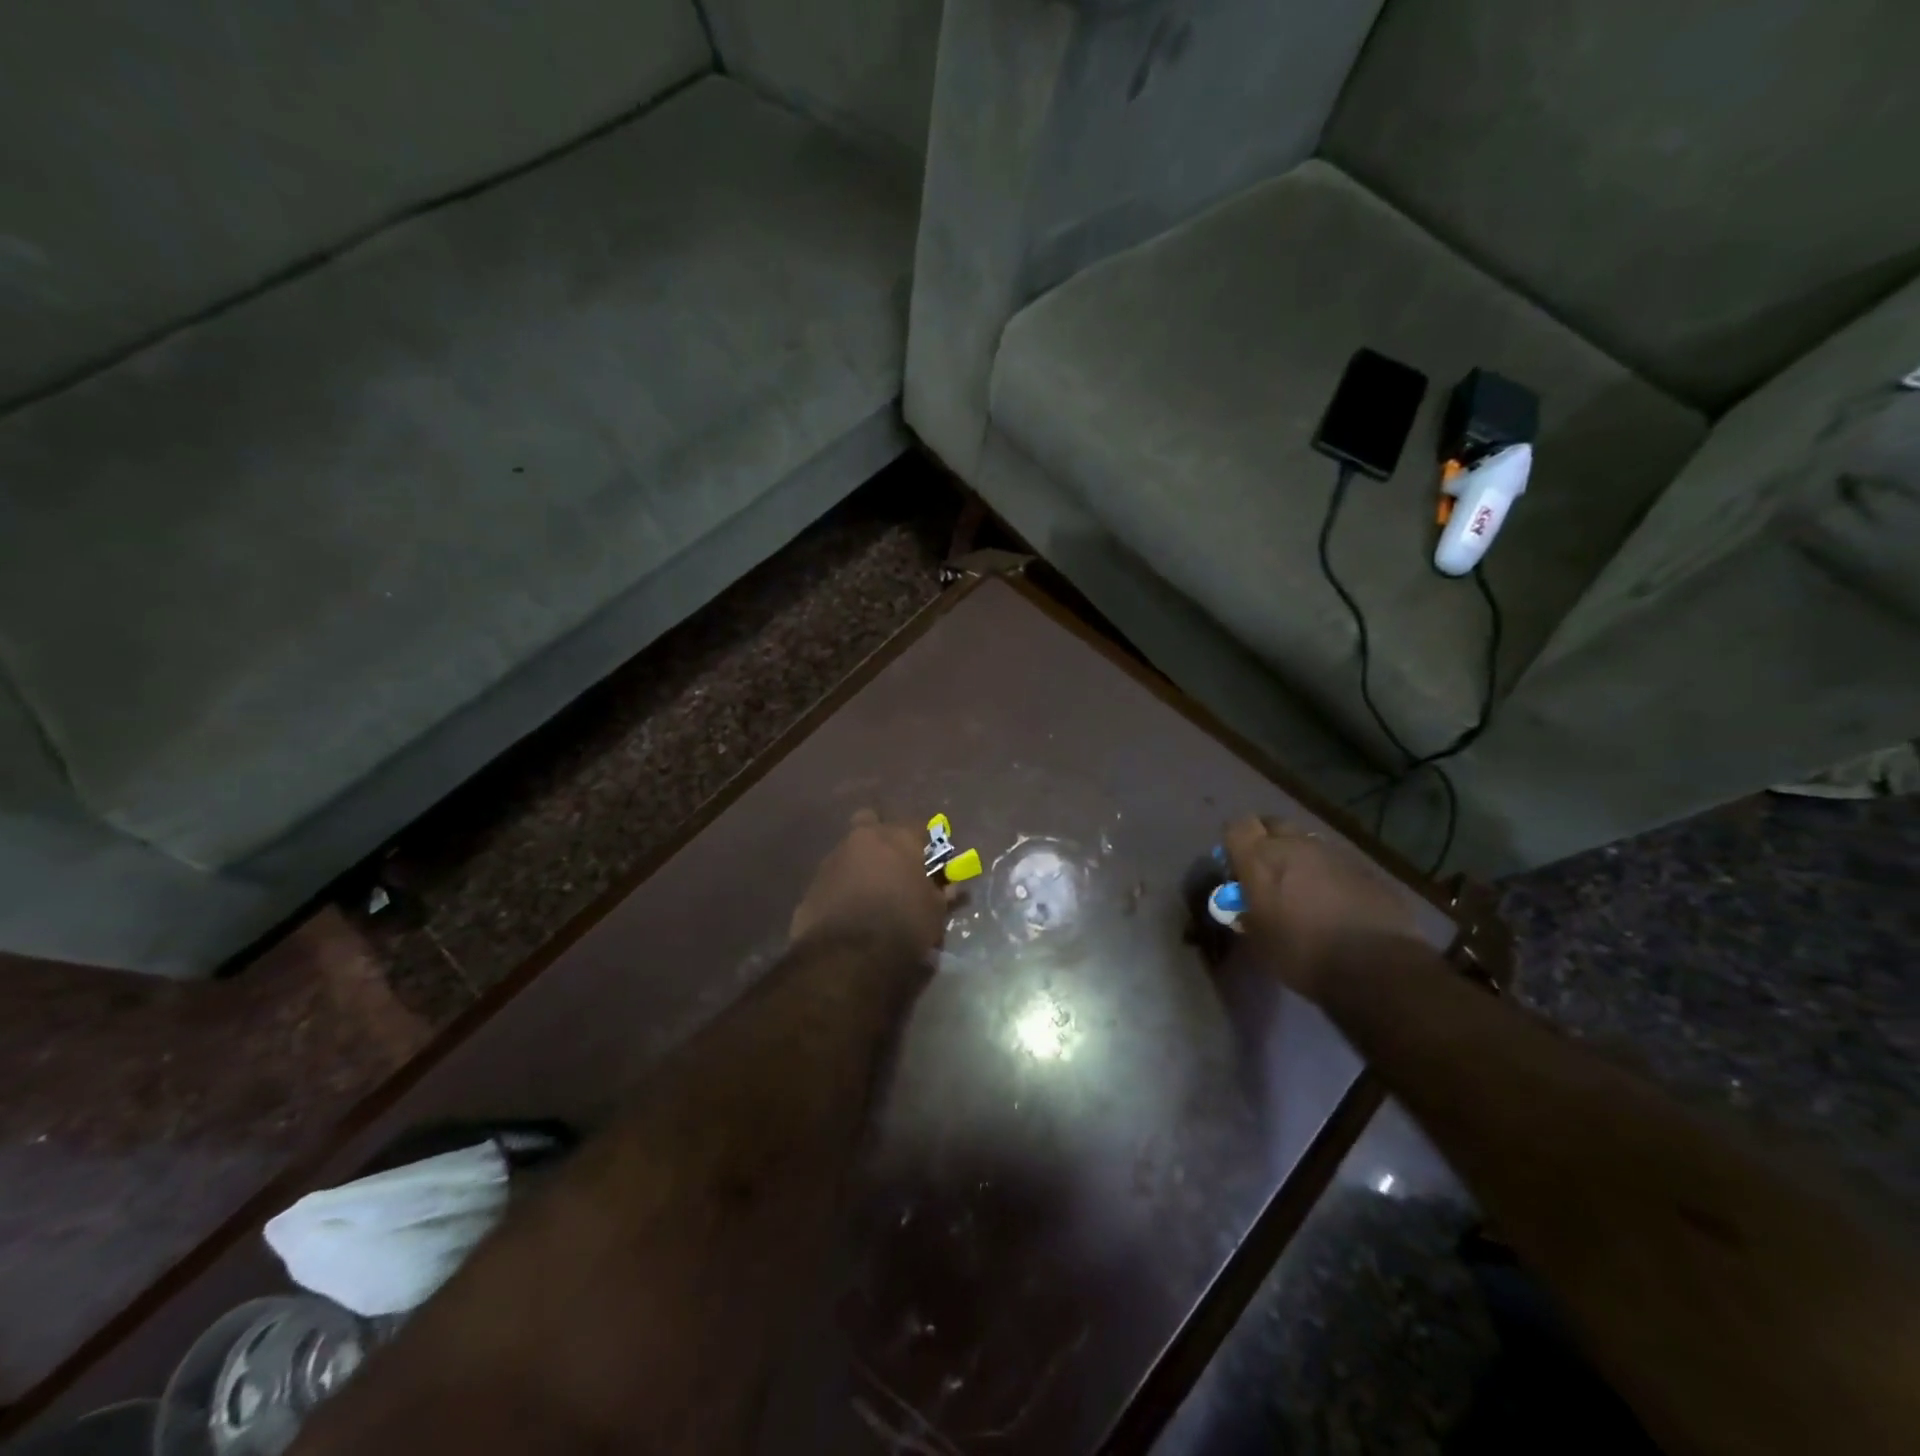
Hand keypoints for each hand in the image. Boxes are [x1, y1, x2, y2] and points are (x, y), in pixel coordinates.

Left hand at [791, 810, 949, 956]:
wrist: (847, 956)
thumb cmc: (902, 926)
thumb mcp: (934, 912)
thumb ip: (941, 893)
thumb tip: (950, 887)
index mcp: (899, 838)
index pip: (919, 828)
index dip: (925, 845)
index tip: (929, 864)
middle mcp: (864, 839)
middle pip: (872, 821)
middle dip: (882, 837)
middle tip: (893, 865)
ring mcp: (834, 858)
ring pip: (850, 850)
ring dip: (861, 864)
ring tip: (871, 894)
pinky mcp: (813, 883)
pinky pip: (834, 877)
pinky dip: (843, 887)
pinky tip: (850, 910)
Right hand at [1224, 815, 1417, 997]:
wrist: (1376, 966)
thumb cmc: (1302, 952)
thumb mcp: (1259, 941)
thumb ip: (1248, 915)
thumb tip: (1245, 909)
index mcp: (1261, 859)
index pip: (1237, 827)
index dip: (1235, 843)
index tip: (1237, 866)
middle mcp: (1296, 845)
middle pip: (1273, 825)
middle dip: (1267, 842)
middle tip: (1268, 873)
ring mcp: (1334, 853)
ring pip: (1308, 843)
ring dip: (1301, 859)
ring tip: (1305, 891)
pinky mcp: (1365, 868)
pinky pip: (1337, 863)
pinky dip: (1330, 876)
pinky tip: (1336, 904)